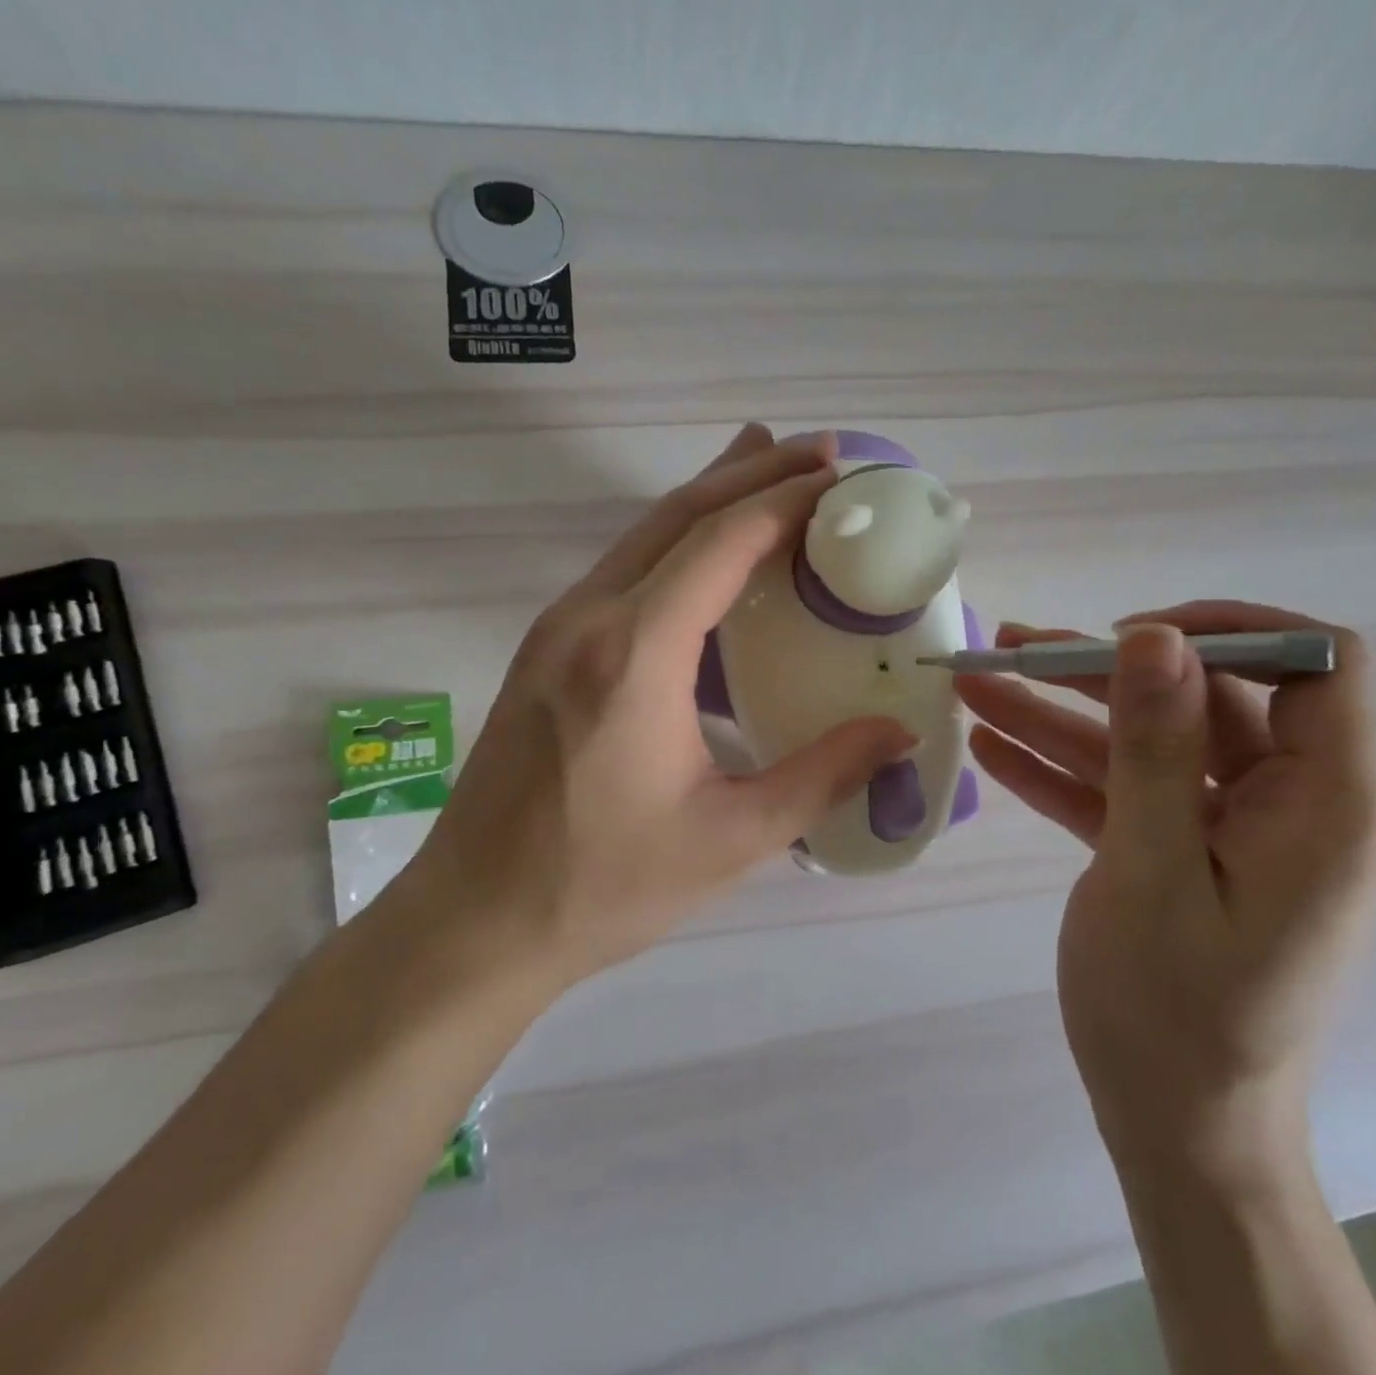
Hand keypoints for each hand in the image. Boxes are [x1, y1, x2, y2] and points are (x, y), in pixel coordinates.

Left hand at [398, 425, 914, 990]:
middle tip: (819, 453)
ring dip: (710, 498)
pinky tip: (706, 557)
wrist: (476, 921)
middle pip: (677, 516)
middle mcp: (588, 619)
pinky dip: (676, 543)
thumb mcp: (732, 838)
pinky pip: (621, 571)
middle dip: (752, 473)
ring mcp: (555, 631)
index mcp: (635, 654)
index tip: (840, 478)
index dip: (785, 501)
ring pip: (643, 536)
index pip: (720, 543)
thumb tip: (899, 732)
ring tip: (767, 469)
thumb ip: (824, 775)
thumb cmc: (605, 885)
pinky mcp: (543, 653)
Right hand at [957, 602, 1375, 1152]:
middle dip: (1099, 673)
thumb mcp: (1152, 869)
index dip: (1230, 629)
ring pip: (1147, 746)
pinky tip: (992, 748)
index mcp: (1325, 805)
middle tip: (1007, 650)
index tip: (1131, 636)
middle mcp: (1289, 806)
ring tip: (974, 687)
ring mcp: (1229, 833)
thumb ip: (1156, 748)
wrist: (1174, 1130)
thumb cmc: (1174, 1012)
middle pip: (1200, 701)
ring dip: (1060, 718)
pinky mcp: (1181, 857)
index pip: (1316, 666)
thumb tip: (1156, 637)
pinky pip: (1125, 794)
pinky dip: (1062, 772)